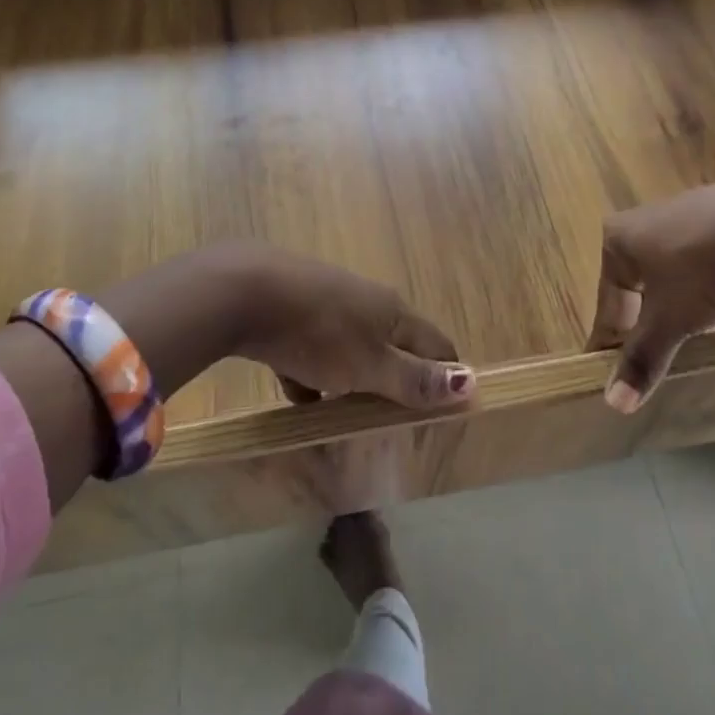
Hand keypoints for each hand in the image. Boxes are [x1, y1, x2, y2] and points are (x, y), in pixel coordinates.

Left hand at [236, 247, 473, 409]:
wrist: (243, 292)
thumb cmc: (318, 332)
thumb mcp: (369, 365)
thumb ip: (414, 379)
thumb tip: (471, 384)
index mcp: (393, 312)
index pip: (436, 344)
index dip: (446, 376)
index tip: (445, 413)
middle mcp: (365, 302)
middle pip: (393, 345)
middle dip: (398, 380)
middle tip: (397, 422)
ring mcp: (326, 305)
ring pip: (351, 350)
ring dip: (354, 381)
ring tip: (350, 418)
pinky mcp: (291, 314)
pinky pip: (312, 352)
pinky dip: (312, 376)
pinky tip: (300, 399)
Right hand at [590, 179, 714, 412]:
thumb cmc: (701, 270)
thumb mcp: (670, 320)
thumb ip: (643, 358)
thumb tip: (614, 403)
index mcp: (618, 239)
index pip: (608, 300)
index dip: (610, 339)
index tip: (609, 369)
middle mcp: (645, 219)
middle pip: (642, 285)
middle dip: (652, 321)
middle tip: (661, 357)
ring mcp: (687, 212)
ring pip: (678, 273)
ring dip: (687, 306)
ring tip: (705, 339)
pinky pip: (710, 261)